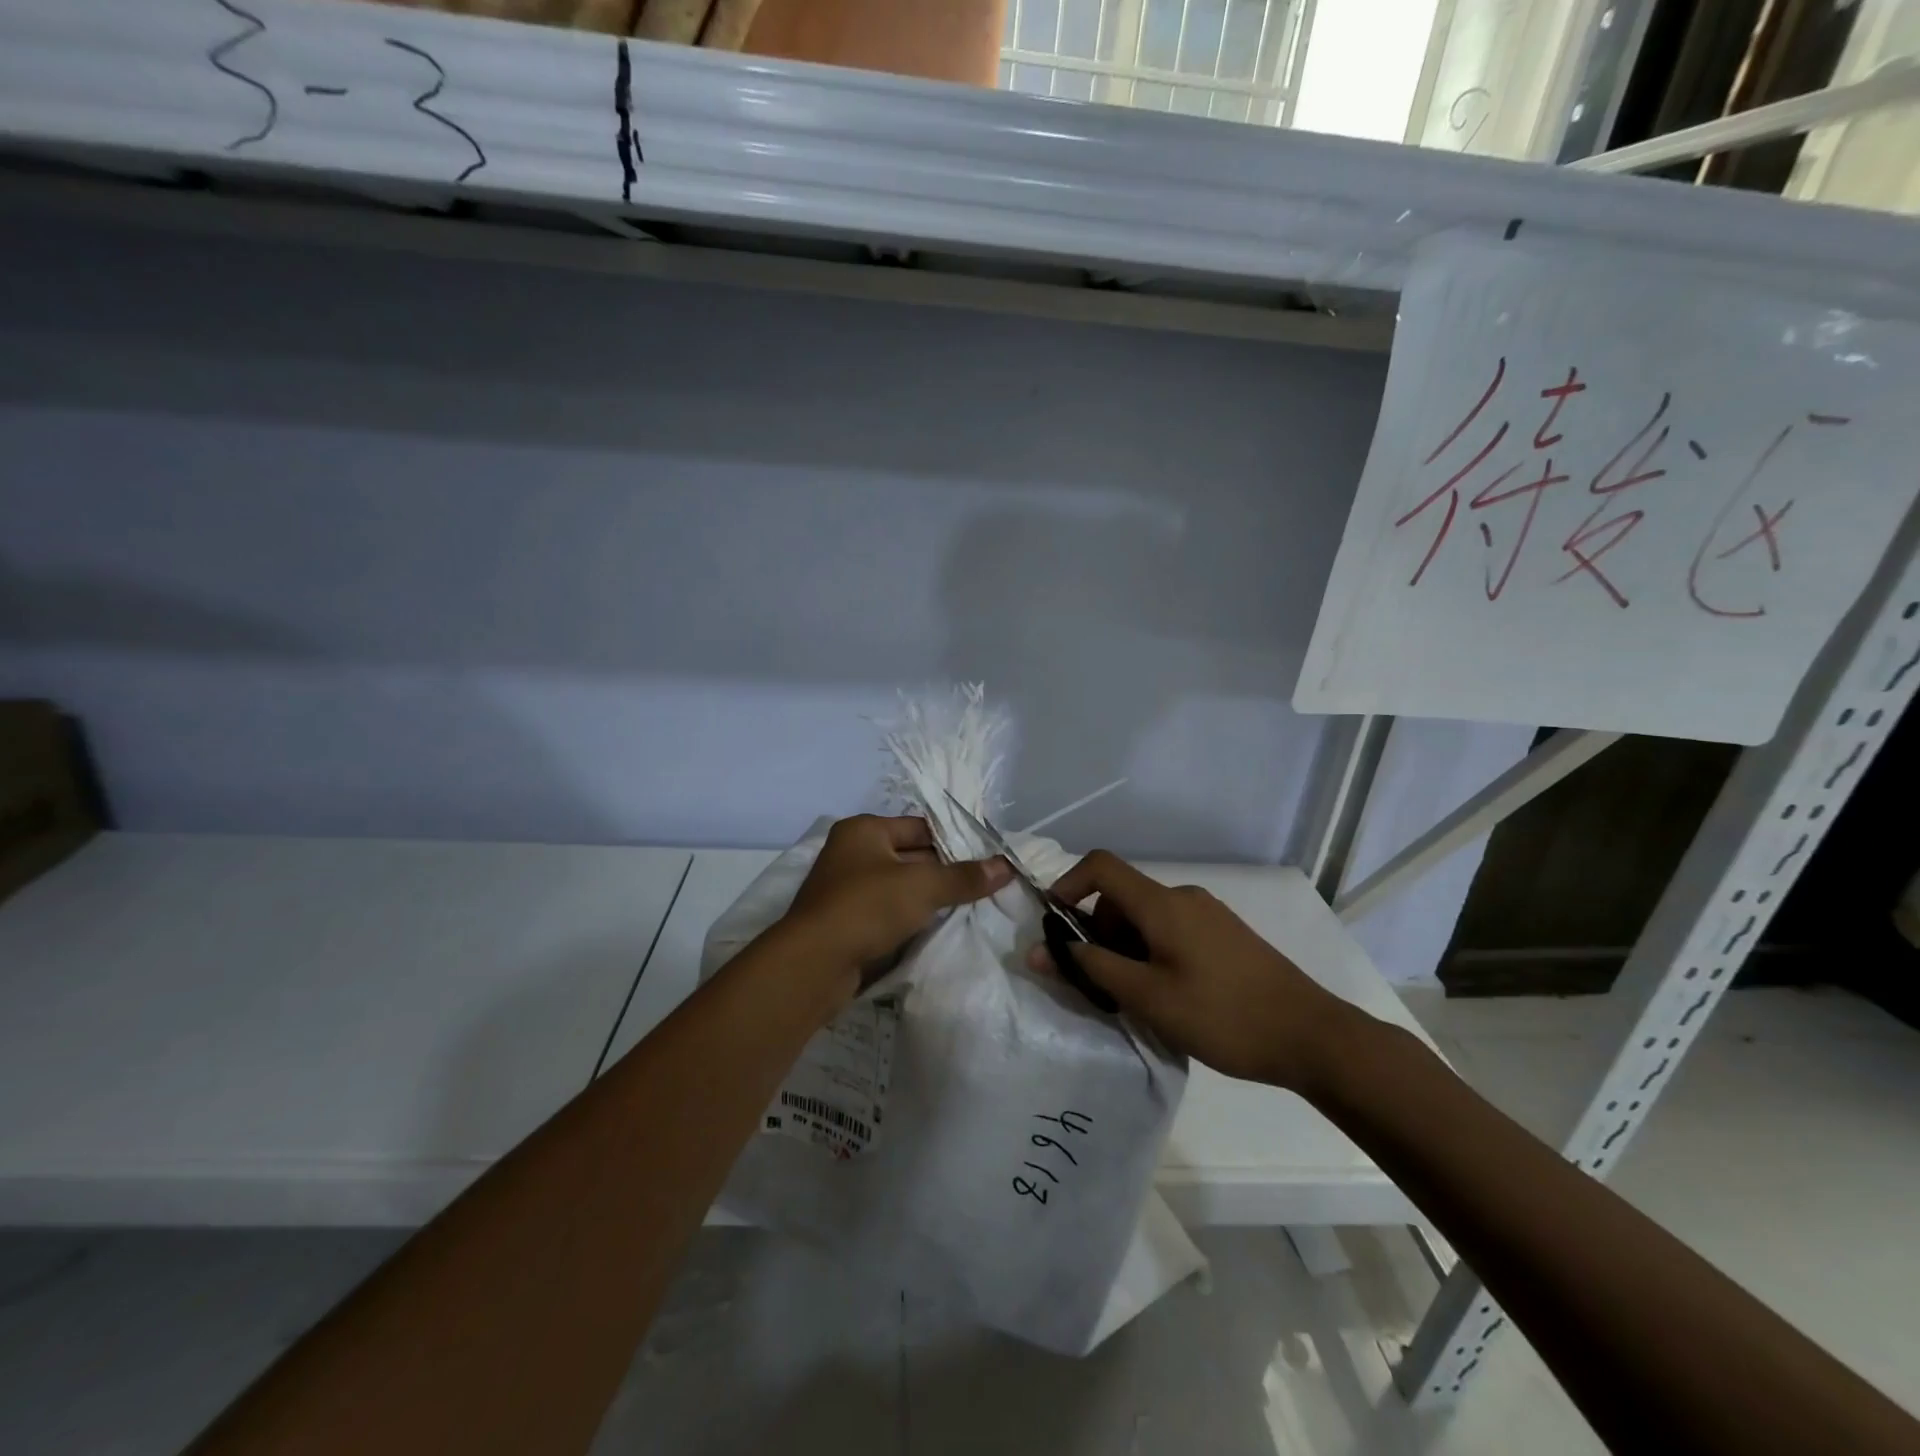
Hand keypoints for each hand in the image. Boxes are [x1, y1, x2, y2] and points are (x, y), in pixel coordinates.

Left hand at [780, 814, 1011, 1007]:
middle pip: (911, 857)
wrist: (813, 964)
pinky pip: (888, 913)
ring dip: (928, 899)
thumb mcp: (923, 886)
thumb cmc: (867, 907)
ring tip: (970, 909)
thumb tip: (1007, 866)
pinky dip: (910, 919)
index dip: (955, 841)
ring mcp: (846, 889)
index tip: (987, 859)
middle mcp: (852, 853)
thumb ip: (964, 877)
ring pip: (900, 888)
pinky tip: (938, 930)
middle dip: (945, 872)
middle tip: (986, 886)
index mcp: (864, 830)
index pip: (920, 827)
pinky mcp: (846, 922)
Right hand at [1028, 850, 1360, 1091]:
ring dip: (1126, 948)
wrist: (1312, 1037)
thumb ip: (1091, 968)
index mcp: (1162, 903)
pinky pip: (1172, 930)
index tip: (1053, 926)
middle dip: (1098, 933)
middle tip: (1100, 984)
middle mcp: (1184, 897)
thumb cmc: (1222, 1016)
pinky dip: (1153, 952)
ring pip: (1146, 918)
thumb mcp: (1148, 997)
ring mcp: (1209, 914)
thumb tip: (1038, 949)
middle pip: (1121, 897)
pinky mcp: (1225, 935)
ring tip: (1138, 999)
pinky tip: (1169, 996)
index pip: (1100, 865)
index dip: (1067, 885)